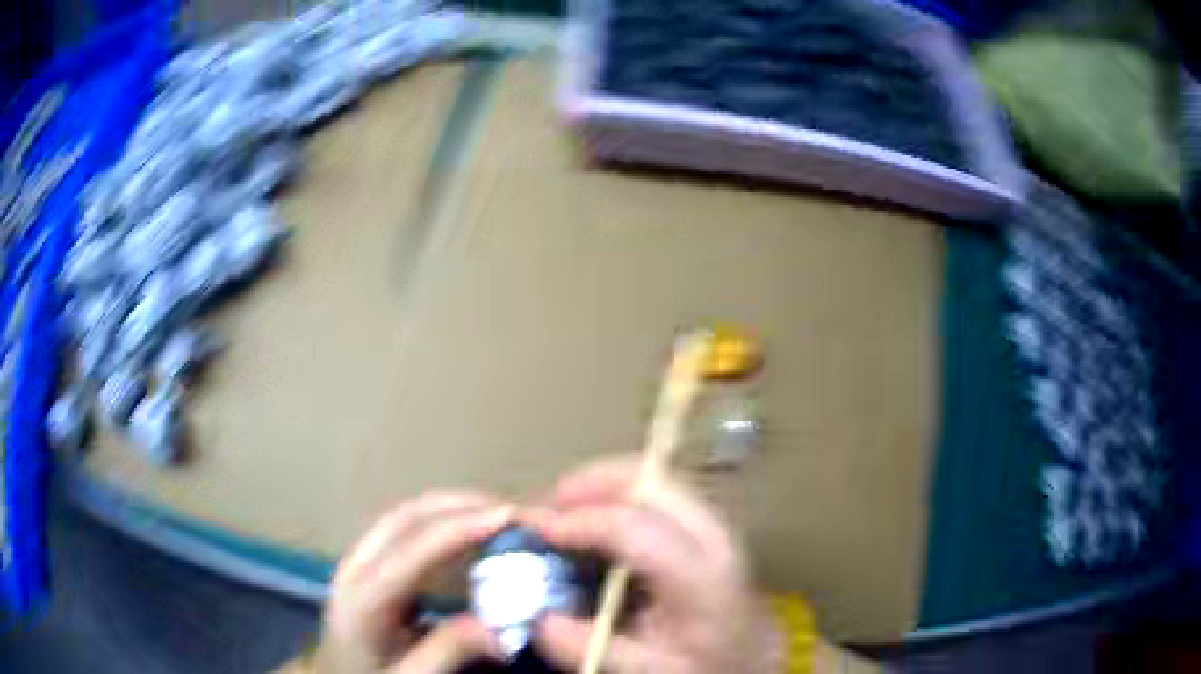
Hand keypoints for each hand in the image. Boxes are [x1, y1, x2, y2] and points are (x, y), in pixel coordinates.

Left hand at [318, 491, 514, 672]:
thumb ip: (448, 652)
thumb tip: (501, 628)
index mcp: (363, 599)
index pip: (413, 551)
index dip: (460, 528)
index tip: (507, 516)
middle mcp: (355, 567)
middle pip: (405, 518)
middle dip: (460, 505)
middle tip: (512, 510)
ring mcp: (357, 559)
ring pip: (403, 516)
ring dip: (450, 507)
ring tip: (497, 513)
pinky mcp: (366, 562)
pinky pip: (404, 528)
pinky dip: (439, 519)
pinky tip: (465, 528)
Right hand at [522, 457, 782, 673]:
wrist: (752, 656)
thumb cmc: (704, 664)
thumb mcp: (650, 669)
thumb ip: (593, 648)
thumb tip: (538, 619)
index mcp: (701, 578)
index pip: (636, 529)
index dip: (581, 522)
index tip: (536, 527)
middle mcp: (713, 537)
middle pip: (651, 481)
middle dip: (591, 482)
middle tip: (547, 506)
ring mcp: (712, 524)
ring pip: (656, 478)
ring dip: (604, 485)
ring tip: (565, 510)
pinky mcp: (705, 524)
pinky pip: (658, 492)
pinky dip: (620, 494)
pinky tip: (596, 519)